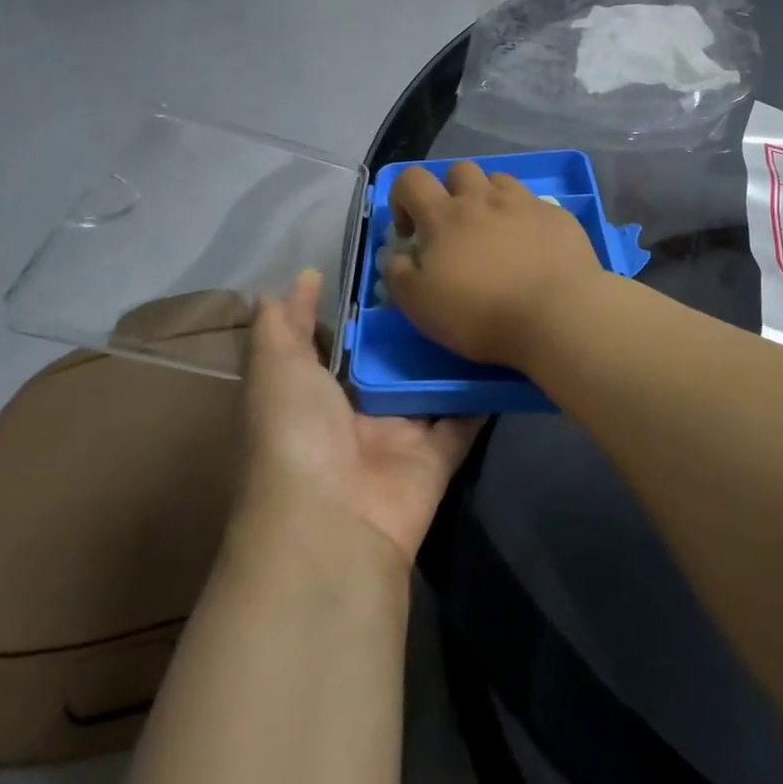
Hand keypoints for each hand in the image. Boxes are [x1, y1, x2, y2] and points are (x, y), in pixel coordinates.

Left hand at [242, 270, 479, 563]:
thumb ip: (284, 325)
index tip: (395, 264)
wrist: (331, 519)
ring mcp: (400, 436)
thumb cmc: (296, 433)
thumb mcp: (276, 369)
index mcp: (318, 393)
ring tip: (483, 305)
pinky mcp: (436, 456)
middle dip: (416, 328)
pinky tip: (506, 356)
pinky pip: (465, 419)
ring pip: (432, 387)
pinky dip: (485, 395)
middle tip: (449, 277)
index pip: (345, 343)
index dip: (364, 309)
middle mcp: (359, 413)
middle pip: (394, 363)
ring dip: (453, 356)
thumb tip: (298, 278)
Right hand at [381, 162, 604, 369]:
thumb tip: (396, 256)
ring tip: (493, 233)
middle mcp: (484, 198)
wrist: (557, 314)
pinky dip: (524, 218)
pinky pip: (534, 204)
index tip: (410, 233)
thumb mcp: (421, 306)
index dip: (402, 198)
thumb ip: (399, 275)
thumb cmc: (481, 314)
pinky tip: (532, 247)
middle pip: (460, 170)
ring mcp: (525, 203)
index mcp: (444, 216)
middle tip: (455, 229)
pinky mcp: (557, 216)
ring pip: (499, 180)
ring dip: (488, 198)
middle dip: (450, 191)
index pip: (411, 179)